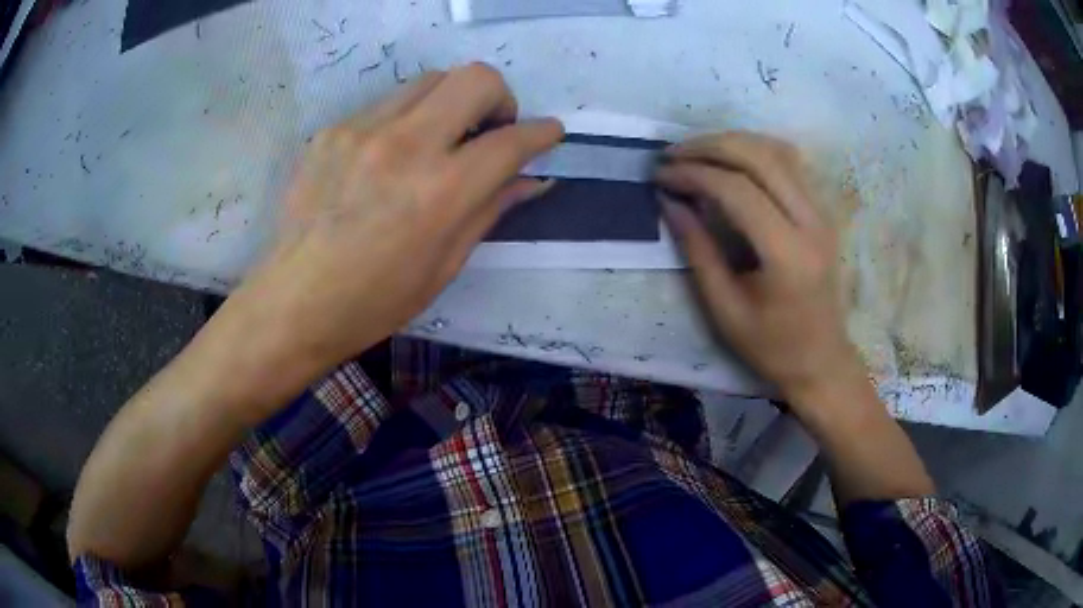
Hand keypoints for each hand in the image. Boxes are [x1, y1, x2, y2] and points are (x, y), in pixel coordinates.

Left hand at [221, 64, 562, 408]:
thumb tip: (533, 179)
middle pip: (475, 78)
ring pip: (431, 79)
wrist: (294, 302)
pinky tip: (391, 156)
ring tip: (441, 138)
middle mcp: (405, 146)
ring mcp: (363, 130)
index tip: (550, 133)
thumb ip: (491, 209)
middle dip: (500, 97)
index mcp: (440, 192)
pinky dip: (406, 119)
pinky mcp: (333, 130)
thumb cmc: (375, 301)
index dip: (542, 132)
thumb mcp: (445, 266)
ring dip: (452, 101)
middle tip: (491, 129)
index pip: (511, 140)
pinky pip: (387, 103)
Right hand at [656, 132, 864, 405]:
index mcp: (787, 254)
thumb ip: (698, 250)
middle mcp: (811, 222)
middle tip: (673, 154)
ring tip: (697, 151)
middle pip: (761, 157)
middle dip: (711, 146)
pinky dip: (757, 150)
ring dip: (734, 141)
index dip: (694, 174)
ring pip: (779, 151)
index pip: (737, 190)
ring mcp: (822, 213)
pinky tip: (732, 158)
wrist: (822, 360)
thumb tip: (670, 201)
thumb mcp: (725, 309)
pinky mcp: (823, 211)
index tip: (662, 176)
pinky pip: (791, 162)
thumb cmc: (772, 347)